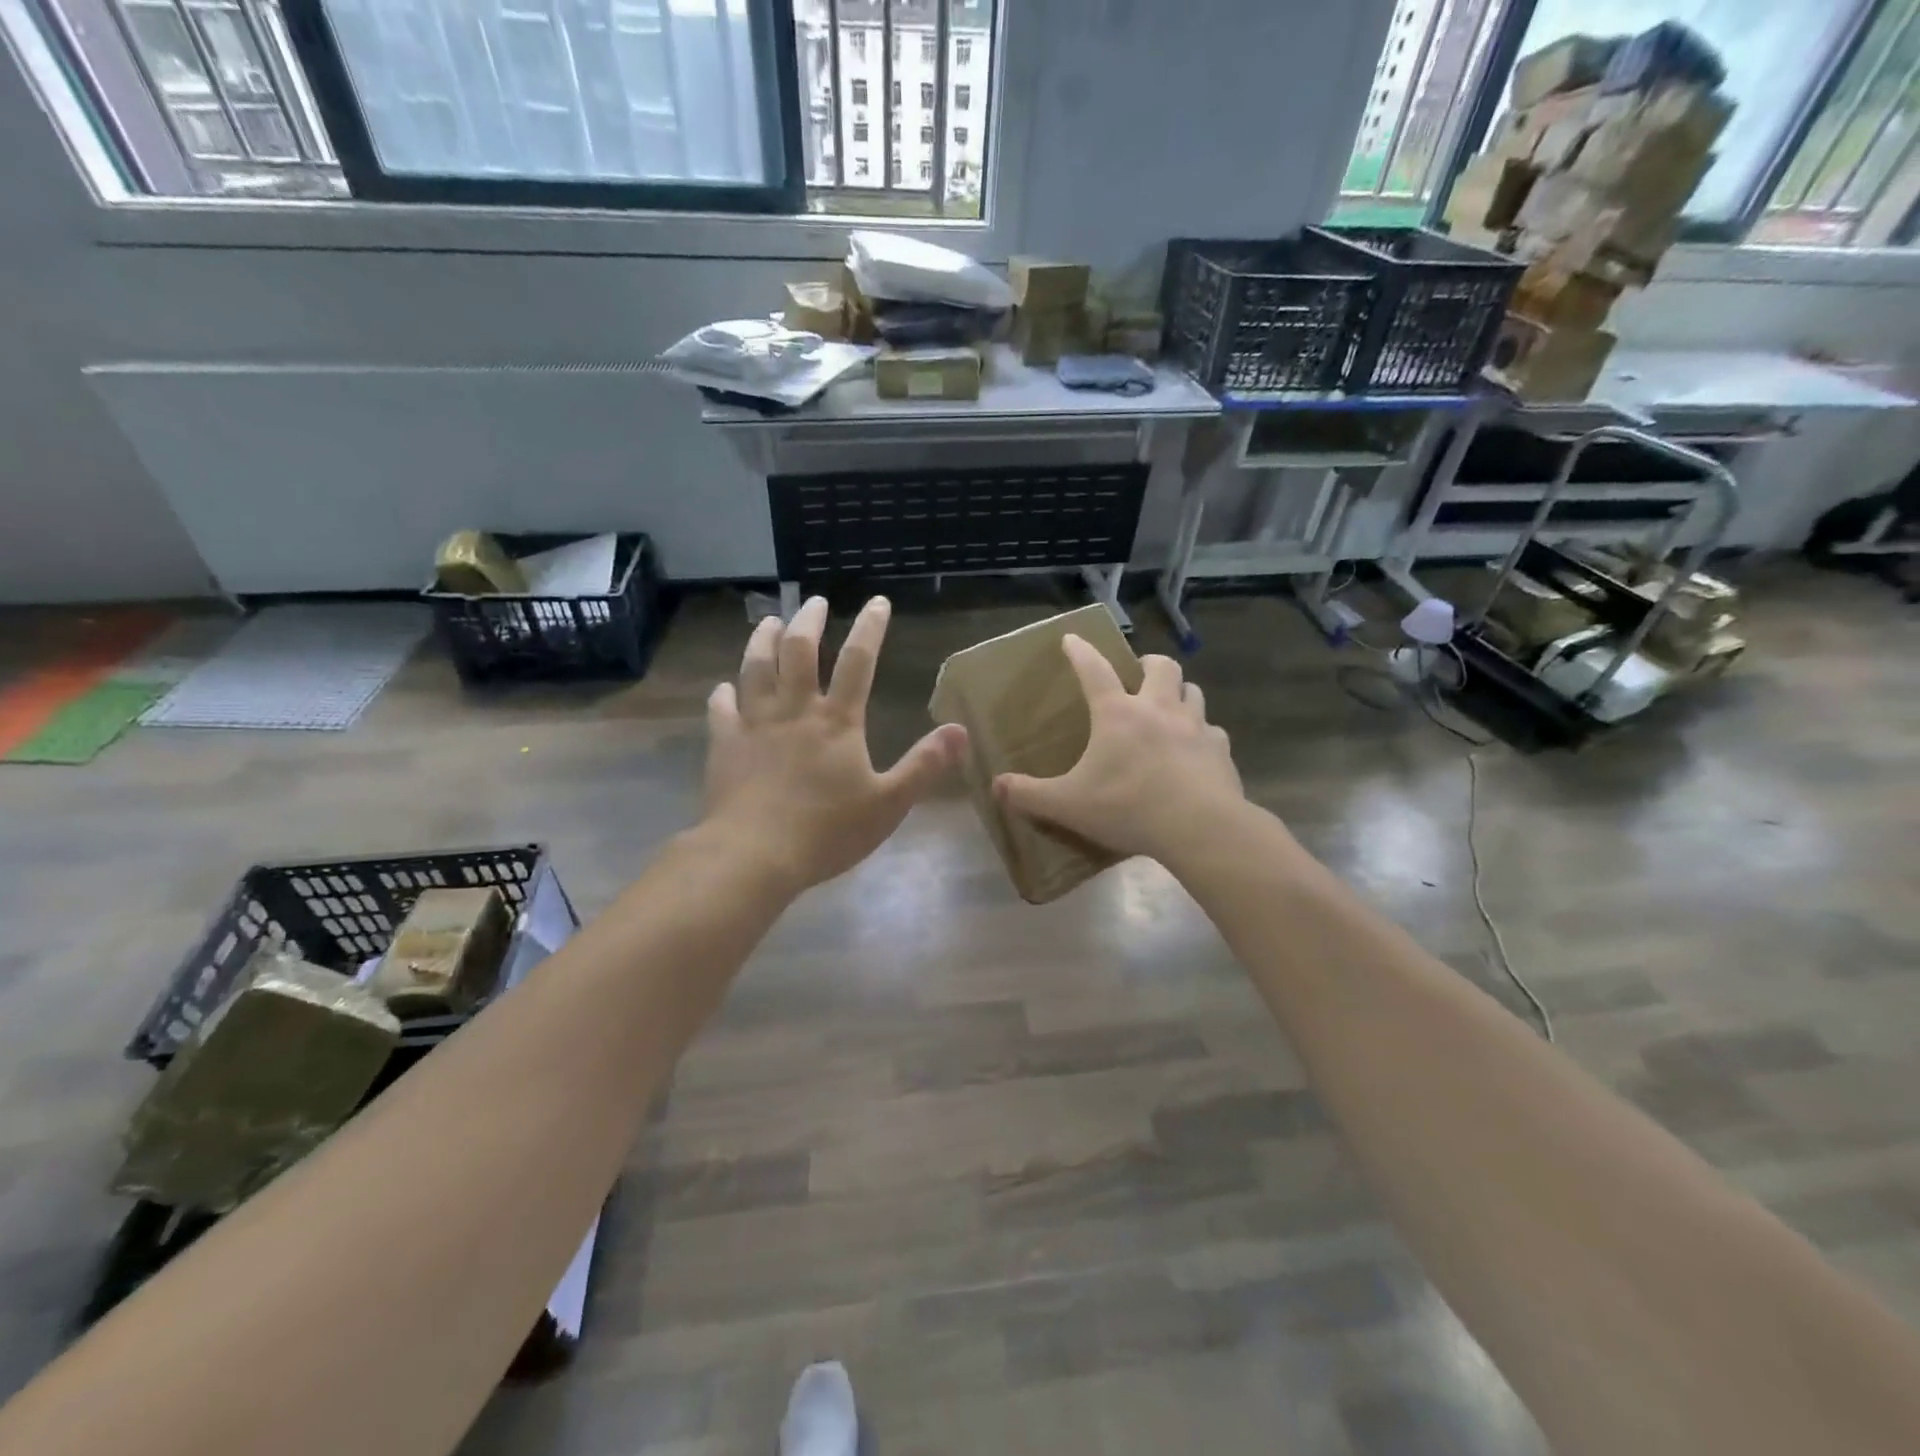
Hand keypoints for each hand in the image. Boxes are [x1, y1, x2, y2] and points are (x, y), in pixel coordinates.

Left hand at [704, 596, 967, 892]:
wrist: (754, 854)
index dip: (870, 628)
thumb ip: (924, 765)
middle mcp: (795, 710)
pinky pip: (721, 709)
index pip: (859, 661)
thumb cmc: (827, 831)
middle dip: (809, 621)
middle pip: (800, 651)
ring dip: (763, 641)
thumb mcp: (889, 804)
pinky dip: (723, 693)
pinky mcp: (725, 744)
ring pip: (756, 668)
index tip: (877, 602)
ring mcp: (755, 724)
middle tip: (815, 602)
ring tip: (771, 623)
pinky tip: (724, 688)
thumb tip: (960, 730)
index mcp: (837, 721)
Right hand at [994, 636, 1242, 862]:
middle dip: (1147, 664)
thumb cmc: (1128, 808)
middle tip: (1138, 675)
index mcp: (1117, 714)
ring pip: (1192, 691)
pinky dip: (1203, 734)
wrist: (1199, 828)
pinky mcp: (1220, 750)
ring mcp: (1195, 727)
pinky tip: (1195, 750)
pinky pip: (1213, 731)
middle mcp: (1158, 709)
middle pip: (1160, 667)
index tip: (1072, 639)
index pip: (1093, 670)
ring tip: (1168, 706)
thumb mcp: (1068, 804)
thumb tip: (997, 786)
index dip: (1080, 652)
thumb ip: (1030, 794)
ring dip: (1179, 692)